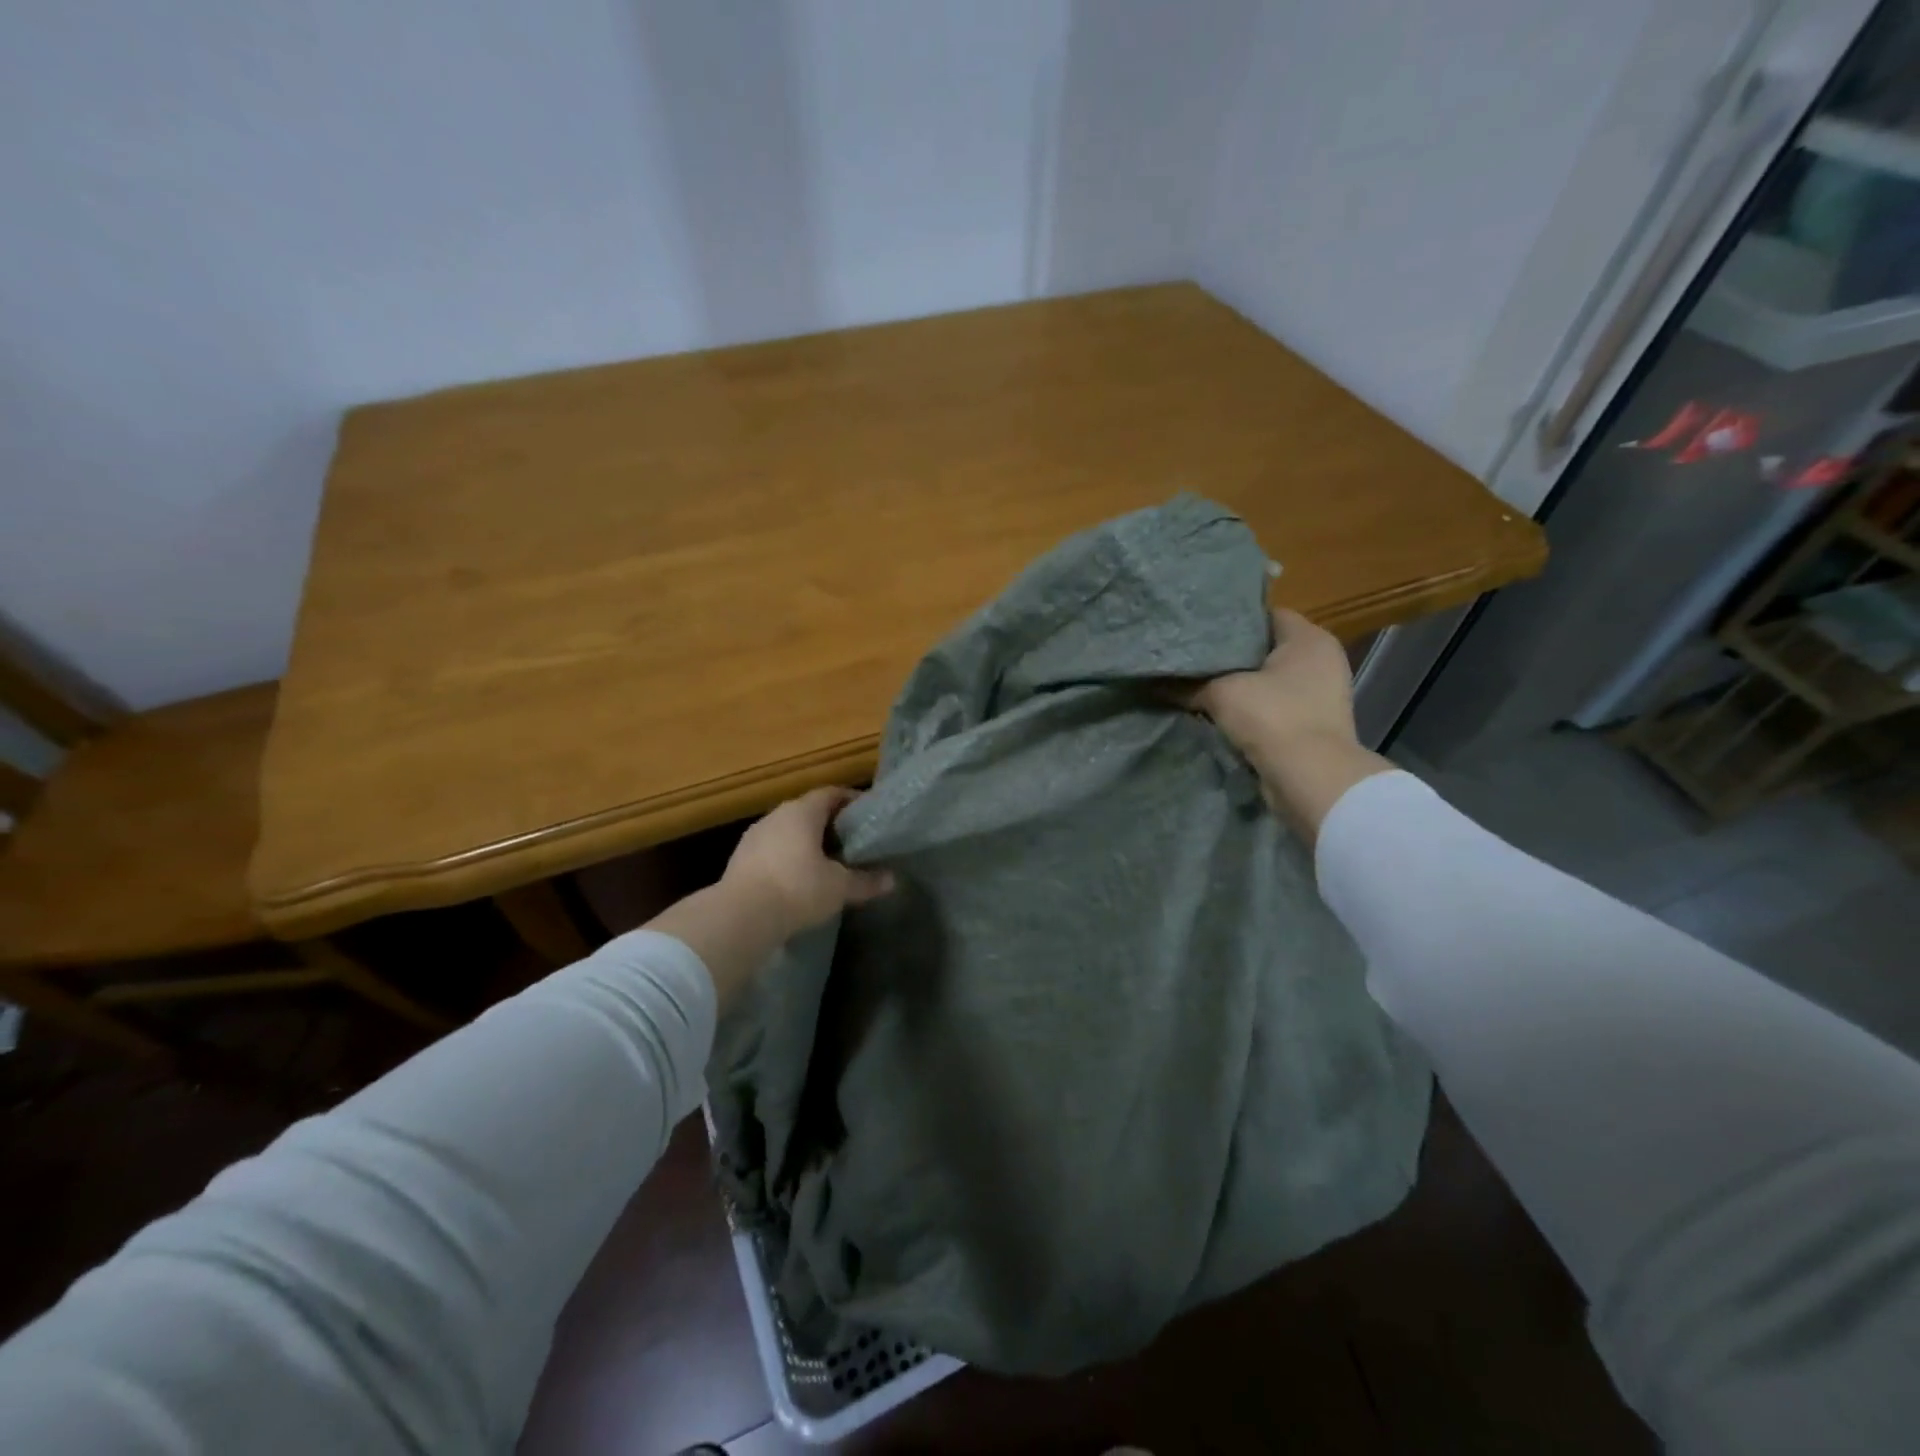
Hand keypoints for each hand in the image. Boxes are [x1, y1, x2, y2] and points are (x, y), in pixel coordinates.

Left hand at [720, 786, 895, 940]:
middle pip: (808, 811)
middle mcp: (777, 815)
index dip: (850, 800)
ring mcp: (755, 835)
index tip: (866, 813)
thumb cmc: (797, 889)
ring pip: (787, 830)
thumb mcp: (839, 888)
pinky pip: (772, 849)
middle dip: (829, 823)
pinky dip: (787, 857)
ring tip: (826, 861)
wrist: (740, 916)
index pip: (831, 793)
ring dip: (806, 841)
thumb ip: (866, 881)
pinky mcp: (740, 858)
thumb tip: (891, 880)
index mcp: (803, 812)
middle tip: (851, 840)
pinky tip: (797, 878)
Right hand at [1190, 609, 1390, 841]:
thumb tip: (1155, 682)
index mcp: (1309, 639)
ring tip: (1197, 682)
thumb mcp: (1222, 693)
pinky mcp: (1311, 724)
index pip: (1266, 613)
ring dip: (1238, 684)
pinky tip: (1217, 711)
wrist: (1310, 779)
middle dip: (1230, 654)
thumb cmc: (1273, 718)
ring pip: (1268, 679)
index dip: (1231, 618)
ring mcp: (1320, 695)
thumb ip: (1189, 684)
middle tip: (1191, 654)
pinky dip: (1249, 709)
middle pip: (1265, 648)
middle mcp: (1320, 661)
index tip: (1199, 627)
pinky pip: (1273, 706)